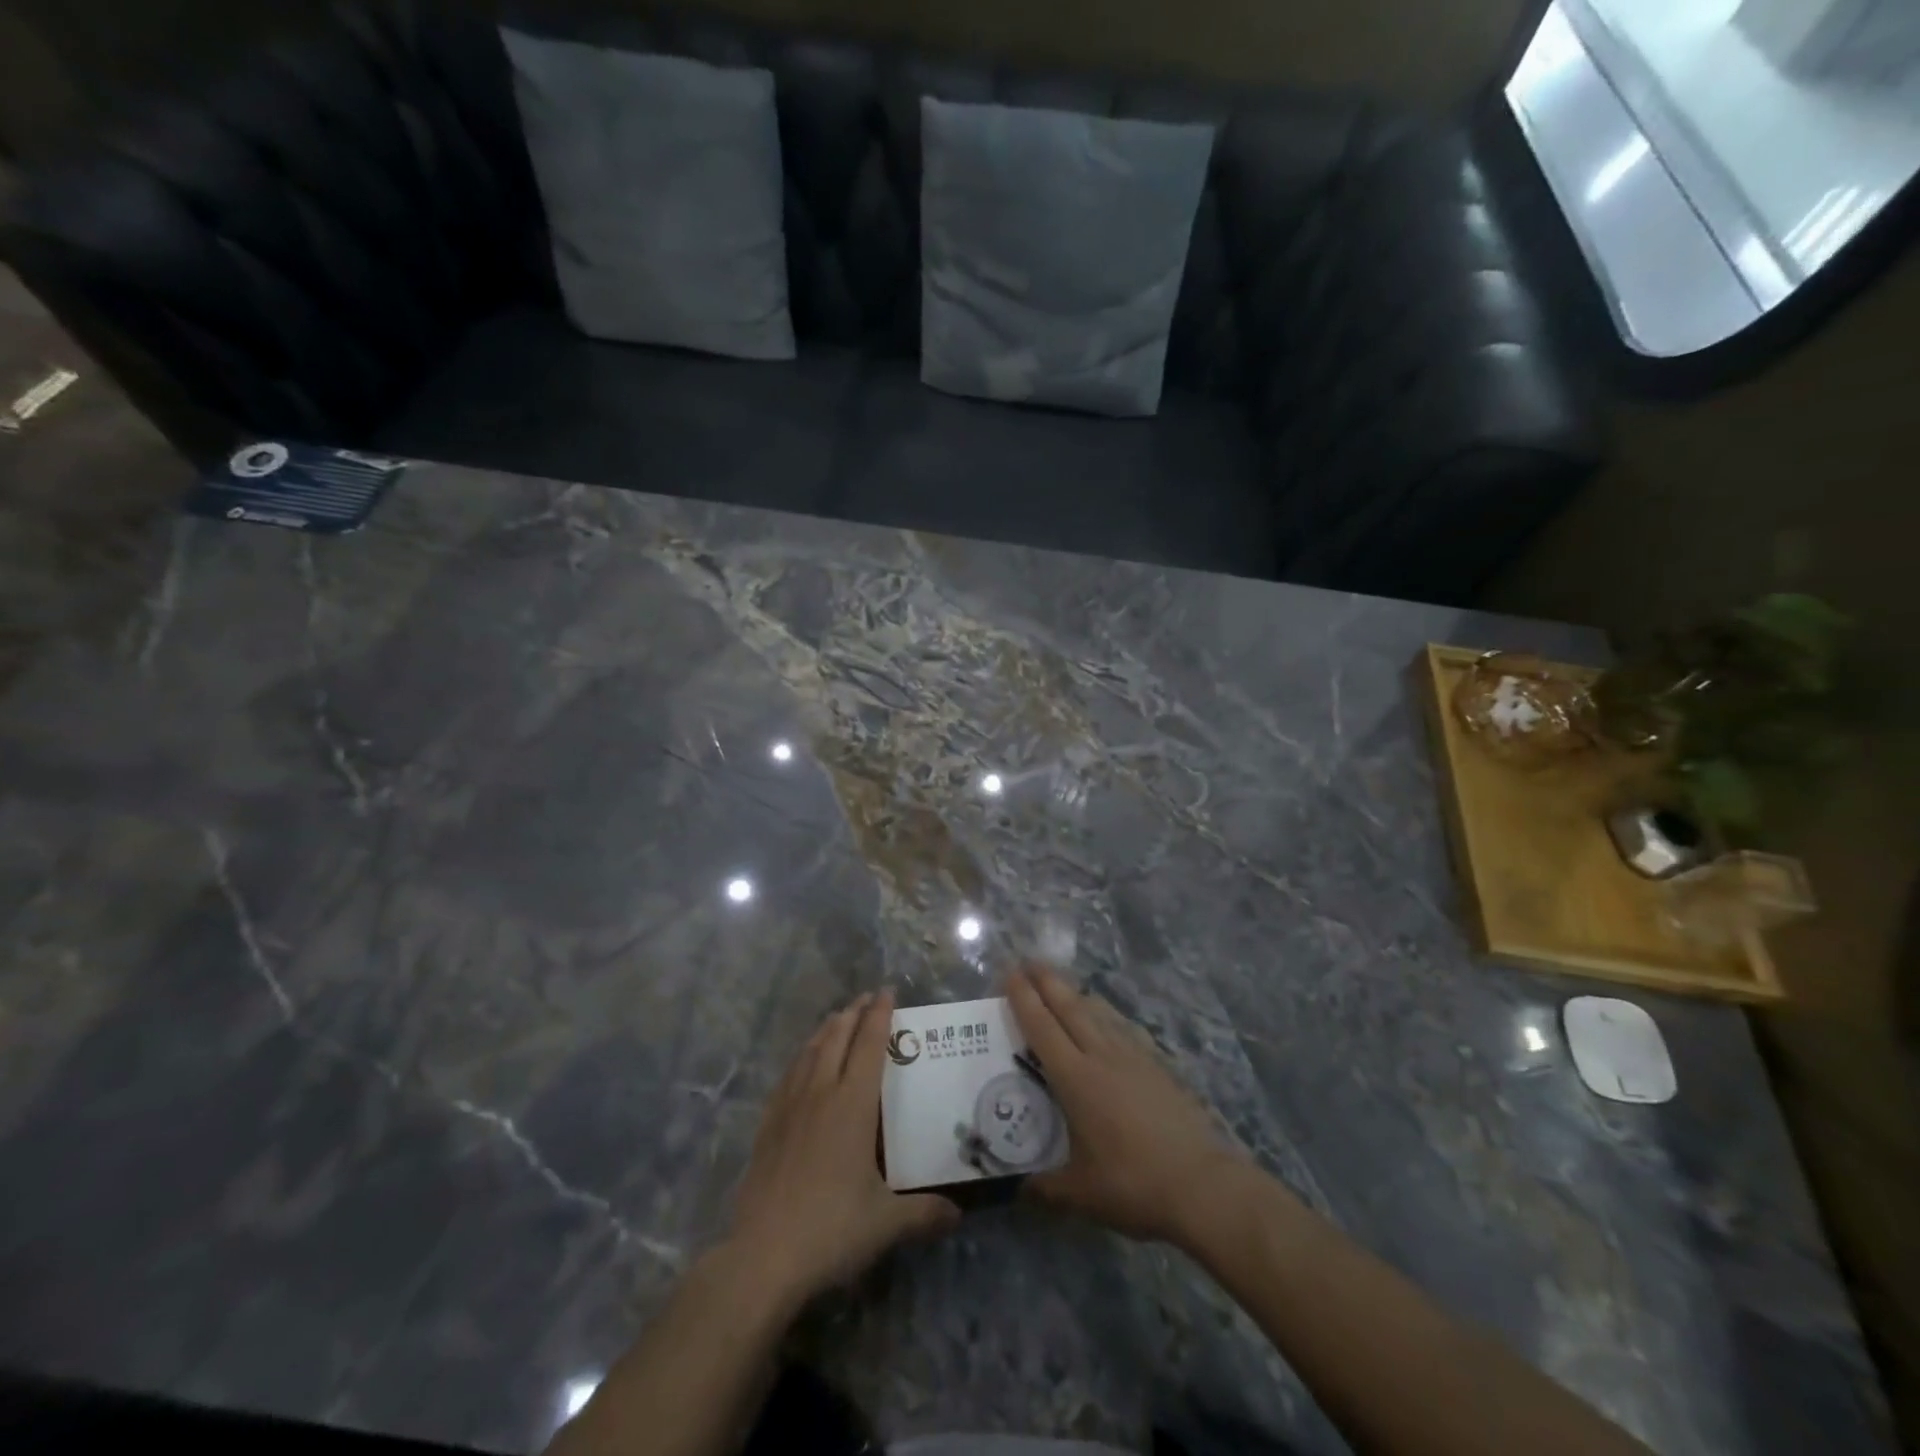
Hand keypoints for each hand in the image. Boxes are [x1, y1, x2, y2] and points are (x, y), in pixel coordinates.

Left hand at [724, 990, 958, 1313]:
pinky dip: (801, 1057)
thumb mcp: (886, 1223)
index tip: (887, 991)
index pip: (869, 1045)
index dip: (879, 1015)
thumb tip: (958, 1213)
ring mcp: (789, 1107)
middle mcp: (820, 1093)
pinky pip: (788, 1076)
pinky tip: (801, 1064)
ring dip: (826, 1029)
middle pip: (837, 1038)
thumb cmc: (831, 1229)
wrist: (762, 1256)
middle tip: (866, 998)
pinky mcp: (767, 1126)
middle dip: (853, 1013)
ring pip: (809, 1052)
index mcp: (852, 1104)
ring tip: (837, 1018)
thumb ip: (924, 1213)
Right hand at [1007, 963, 1246, 1245]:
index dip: (1024, 998)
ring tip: (1064, 986)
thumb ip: (1045, 1189)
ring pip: (1099, 1013)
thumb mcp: (1081, 1196)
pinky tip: (1109, 1021)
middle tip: (1029, 962)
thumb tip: (1018, 1190)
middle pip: (1070, 1007)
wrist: (1203, 1185)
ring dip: (1076, 994)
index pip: (1042, 1027)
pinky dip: (1107, 1016)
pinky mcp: (1158, 1066)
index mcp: (1076, 1079)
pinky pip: (1124, 1028)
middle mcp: (1102, 1056)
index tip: (1010, 972)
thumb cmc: (1134, 1185)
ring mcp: (1134, 1057)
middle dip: (1047, 981)